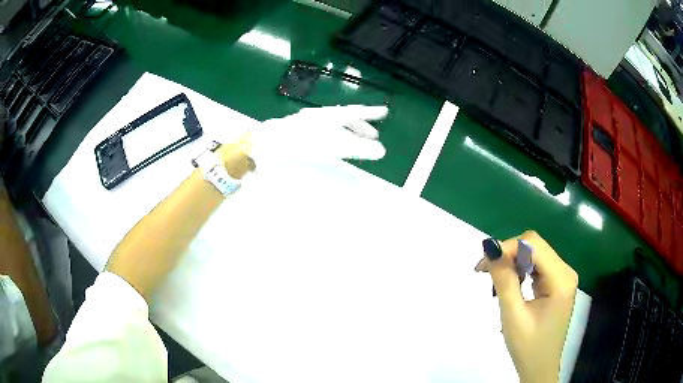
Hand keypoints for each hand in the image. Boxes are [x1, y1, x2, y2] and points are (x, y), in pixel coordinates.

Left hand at [245, 105, 387, 168]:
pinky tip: (332, 144)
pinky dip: (335, 136)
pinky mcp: (301, 131)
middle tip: (373, 136)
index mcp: (333, 115)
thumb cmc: (306, 142)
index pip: (357, 111)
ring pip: (335, 125)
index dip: (372, 112)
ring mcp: (310, 122)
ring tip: (355, 142)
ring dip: (348, 132)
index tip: (384, 111)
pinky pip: (325, 131)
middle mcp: (323, 115)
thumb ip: (360, 148)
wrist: (274, 142)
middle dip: (361, 126)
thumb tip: (382, 151)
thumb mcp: (337, 145)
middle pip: (346, 118)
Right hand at [474, 231, 577, 382]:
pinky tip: (509, 286)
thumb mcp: (513, 315)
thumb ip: (504, 280)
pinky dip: (519, 272)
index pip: (533, 244)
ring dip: (512, 264)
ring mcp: (562, 277)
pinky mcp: (556, 283)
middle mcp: (565, 271)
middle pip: (534, 247)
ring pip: (534, 255)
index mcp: (561, 278)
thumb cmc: (527, 347)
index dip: (507, 247)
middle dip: (508, 255)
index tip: (483, 264)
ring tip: (494, 283)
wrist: (539, 368)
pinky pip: (536, 266)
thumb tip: (490, 247)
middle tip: (484, 273)